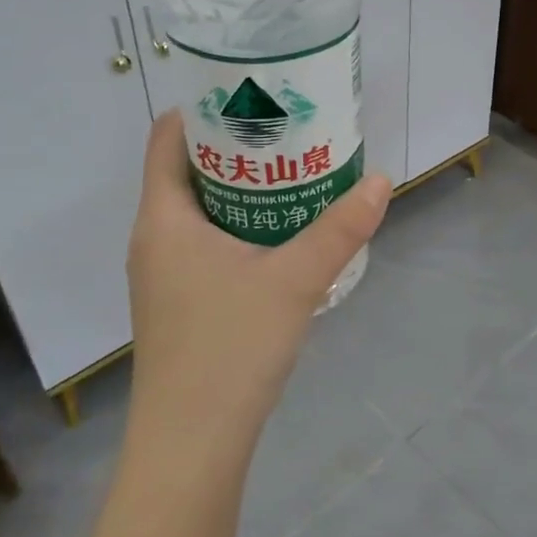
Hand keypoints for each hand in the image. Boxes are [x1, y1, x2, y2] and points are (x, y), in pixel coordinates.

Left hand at [127, 111, 390, 447]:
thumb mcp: (294, 280)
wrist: (192, 443)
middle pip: (188, 172)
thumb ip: (340, 229)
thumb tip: (382, 180)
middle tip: (289, 130)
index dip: (205, 108)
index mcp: (163, 219)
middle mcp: (154, 240)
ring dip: (241, 191)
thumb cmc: (230, 348)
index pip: (168, 139)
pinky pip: (205, 244)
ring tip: (292, 175)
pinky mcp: (179, 304)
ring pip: (199, 212)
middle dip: (236, 148)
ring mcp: (163, 276)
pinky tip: (280, 238)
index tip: (253, 94)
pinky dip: (239, 227)